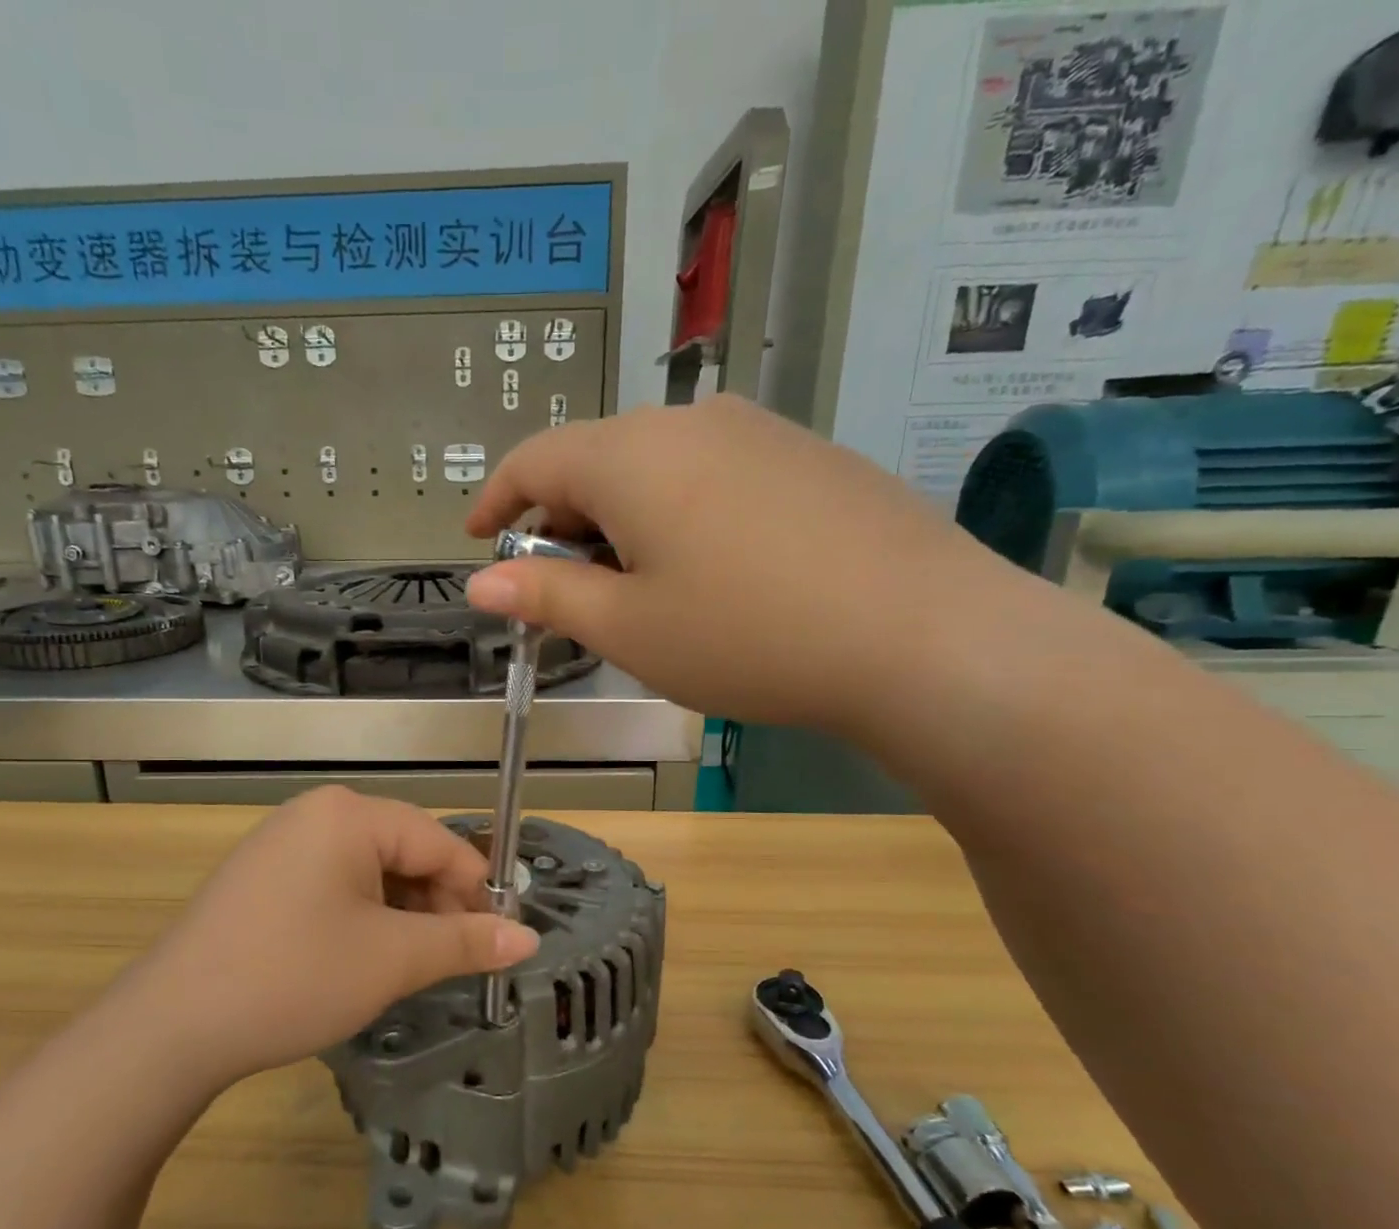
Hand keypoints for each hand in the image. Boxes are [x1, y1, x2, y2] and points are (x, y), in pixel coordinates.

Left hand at [119, 788, 539, 1090]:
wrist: (172, 1024)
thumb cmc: (294, 977)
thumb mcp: (391, 959)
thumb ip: (465, 942)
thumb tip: (528, 939)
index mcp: (350, 814)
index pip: (439, 841)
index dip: (475, 890)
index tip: (497, 941)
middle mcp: (316, 812)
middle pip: (404, 850)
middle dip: (435, 904)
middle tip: (450, 961)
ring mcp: (283, 841)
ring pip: (370, 869)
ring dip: (401, 913)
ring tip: (406, 966)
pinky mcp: (263, 874)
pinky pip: (333, 881)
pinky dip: (362, 914)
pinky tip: (359, 956)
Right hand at [463, 395, 1020, 735]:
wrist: (921, 635)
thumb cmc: (745, 635)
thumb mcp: (628, 628)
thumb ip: (546, 598)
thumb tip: (482, 585)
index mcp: (630, 456)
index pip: (534, 460)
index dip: (495, 501)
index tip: (477, 541)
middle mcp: (689, 422)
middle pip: (595, 460)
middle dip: (561, 522)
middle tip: (562, 590)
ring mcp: (757, 430)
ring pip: (656, 466)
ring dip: (621, 520)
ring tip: (635, 587)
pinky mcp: (806, 455)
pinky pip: (712, 473)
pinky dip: (678, 514)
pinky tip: (708, 571)